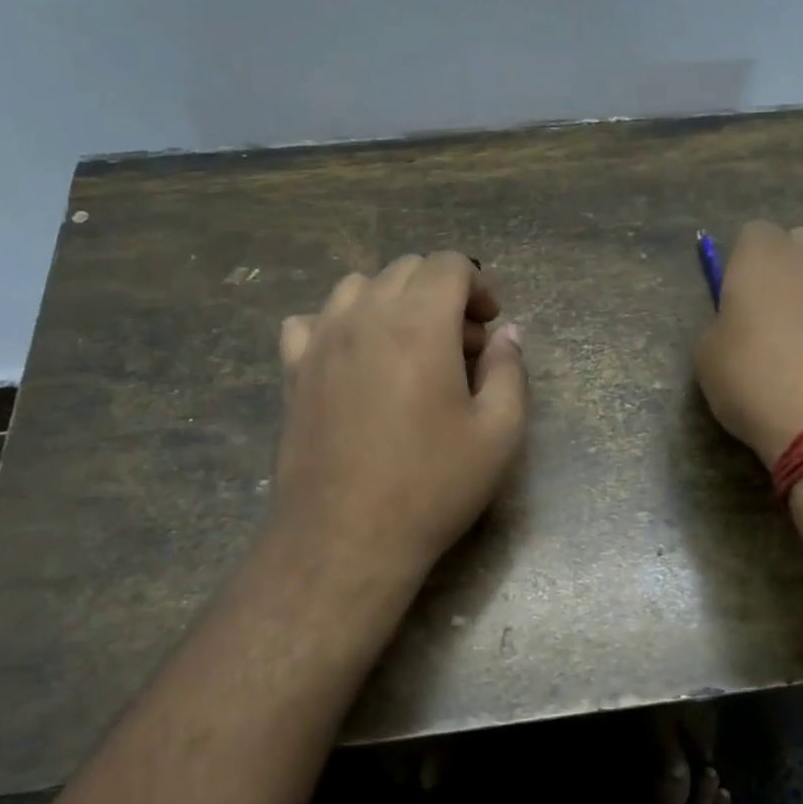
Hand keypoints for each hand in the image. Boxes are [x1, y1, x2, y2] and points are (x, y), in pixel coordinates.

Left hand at [271, 253, 526, 585]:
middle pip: (405, 270)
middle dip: (441, 294)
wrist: (346, 538)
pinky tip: (355, 361)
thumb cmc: (432, 486)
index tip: (489, 326)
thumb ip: (509, 371)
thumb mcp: (498, 433)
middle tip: (461, 348)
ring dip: (392, 303)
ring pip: (357, 287)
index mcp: (419, 324)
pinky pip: (312, 321)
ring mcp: (320, 341)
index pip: (449, 264)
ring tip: (410, 350)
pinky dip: (339, 325)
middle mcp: (365, 317)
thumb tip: (508, 334)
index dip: (478, 286)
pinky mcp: (293, 371)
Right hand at [694, 221, 802, 465]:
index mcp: (763, 256)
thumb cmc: (754, 379)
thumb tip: (738, 325)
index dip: (742, 264)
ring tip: (797, 350)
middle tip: (766, 317)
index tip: (733, 300)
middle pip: (800, 246)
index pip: (753, 234)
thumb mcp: (708, 356)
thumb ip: (722, 326)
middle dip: (785, 271)